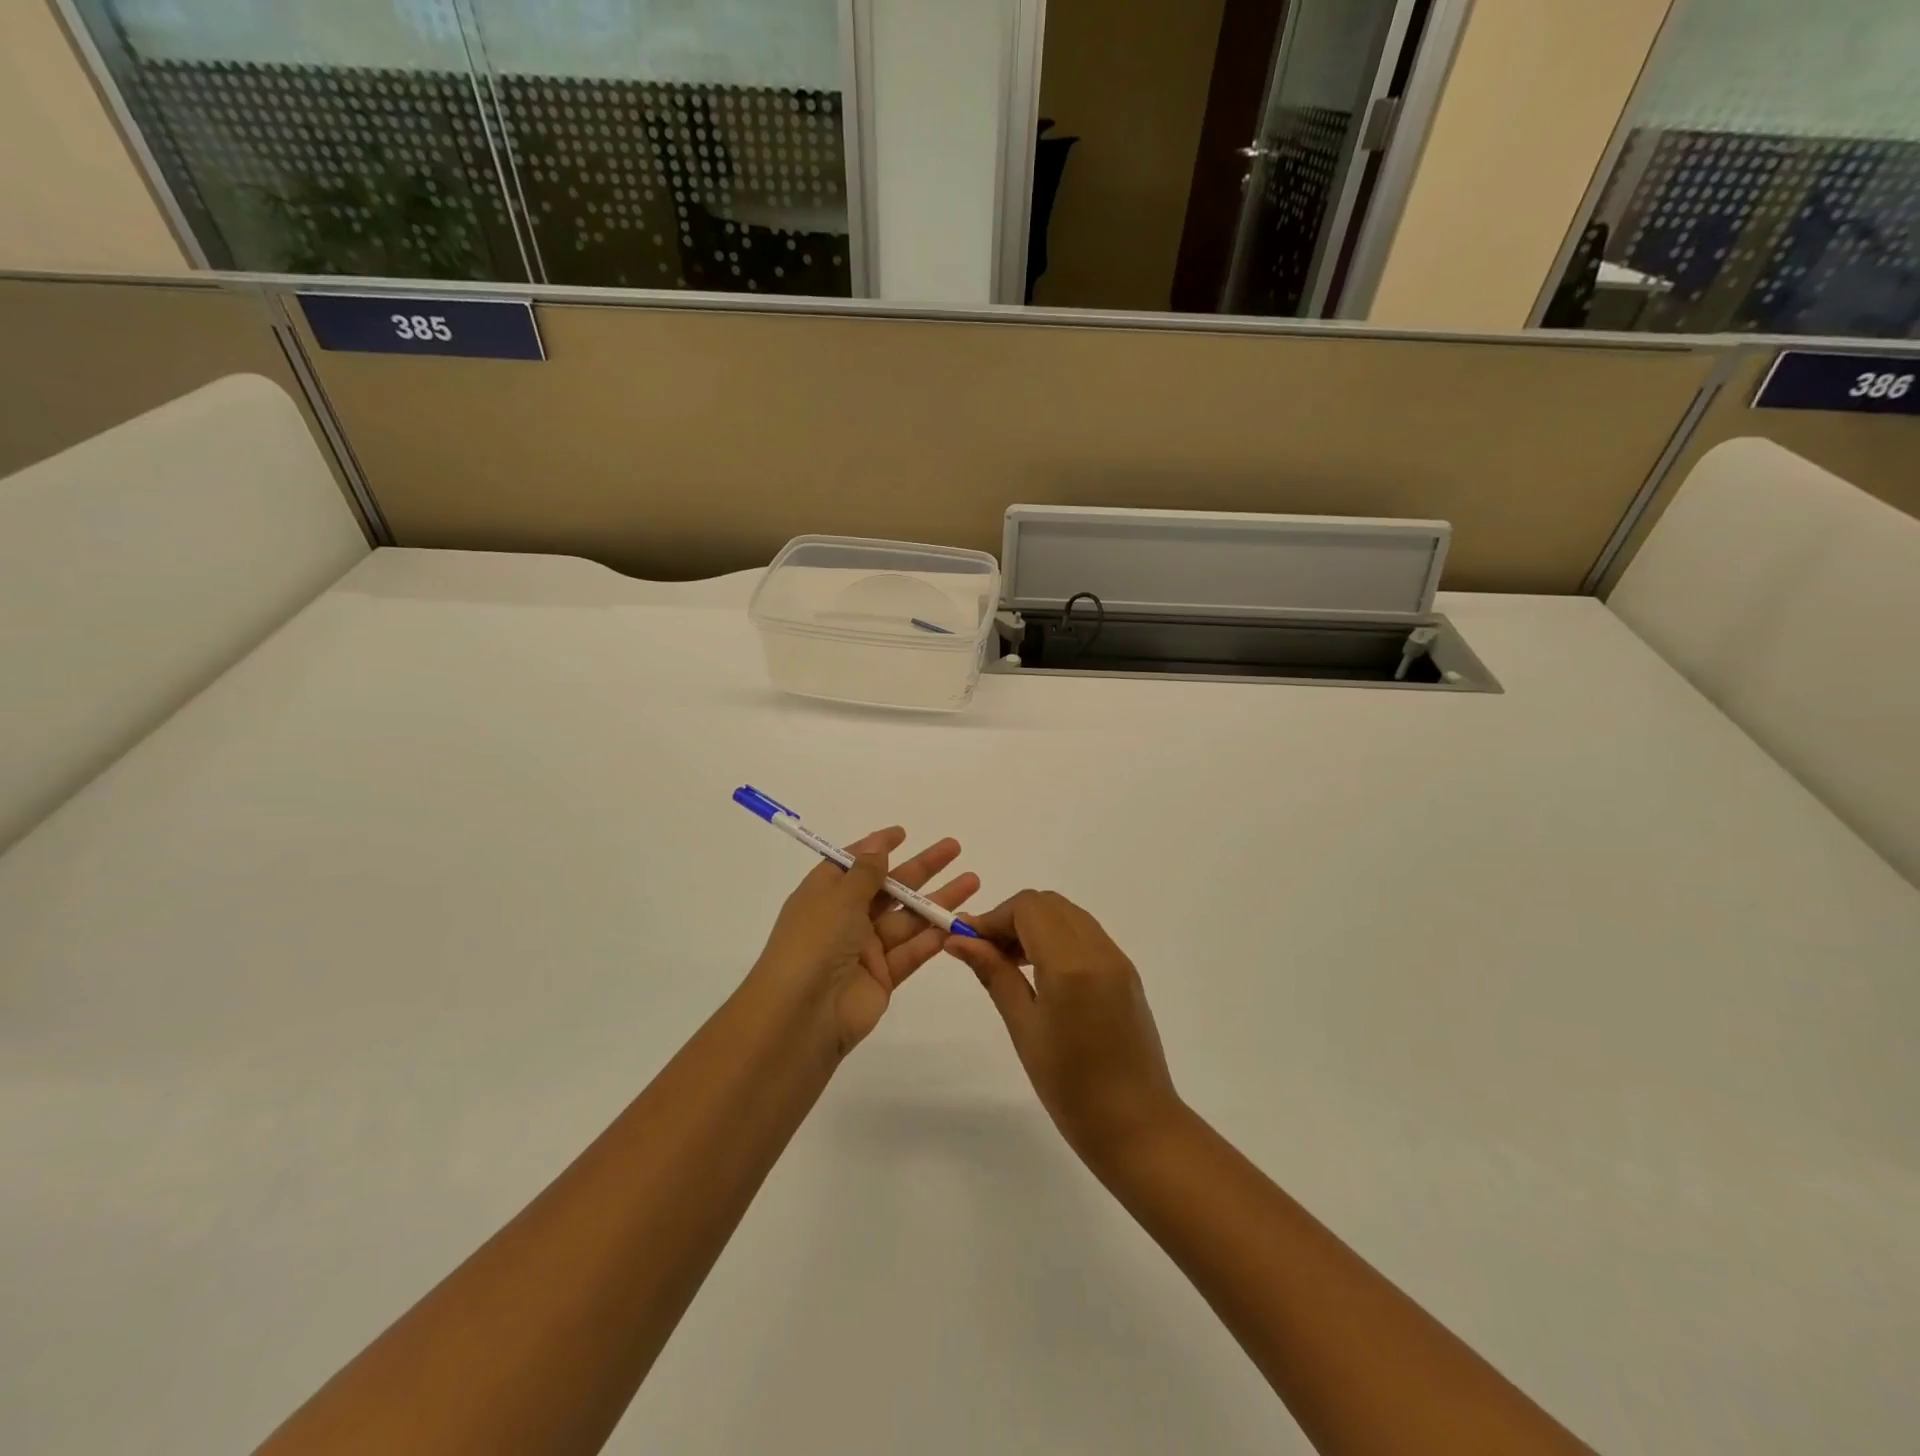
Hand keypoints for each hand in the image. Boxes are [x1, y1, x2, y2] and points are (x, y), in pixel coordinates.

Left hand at [753, 828, 978, 1057]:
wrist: (802, 1016)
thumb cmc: (814, 943)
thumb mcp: (839, 897)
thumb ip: (866, 872)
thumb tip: (877, 844)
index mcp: (824, 895)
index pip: (853, 864)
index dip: (877, 848)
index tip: (903, 834)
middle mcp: (844, 919)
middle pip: (889, 888)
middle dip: (922, 868)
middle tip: (954, 848)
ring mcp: (865, 950)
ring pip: (907, 919)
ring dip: (938, 901)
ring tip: (972, 880)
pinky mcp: (883, 978)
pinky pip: (911, 951)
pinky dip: (933, 938)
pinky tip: (959, 921)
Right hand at [946, 891, 1181, 1170]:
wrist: (1137, 1126)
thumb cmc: (1071, 1087)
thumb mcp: (1024, 1028)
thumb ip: (994, 974)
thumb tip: (959, 940)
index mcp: (1071, 964)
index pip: (1028, 908)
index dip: (993, 916)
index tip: (967, 941)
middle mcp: (1099, 950)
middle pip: (1048, 904)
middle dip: (1012, 917)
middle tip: (987, 952)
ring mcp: (1117, 959)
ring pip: (1068, 915)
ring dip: (1035, 925)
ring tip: (1010, 963)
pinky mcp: (1126, 972)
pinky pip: (1086, 934)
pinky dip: (1057, 937)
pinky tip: (1041, 972)